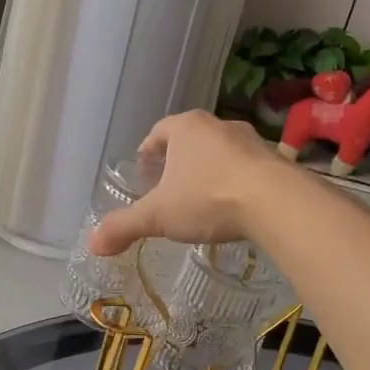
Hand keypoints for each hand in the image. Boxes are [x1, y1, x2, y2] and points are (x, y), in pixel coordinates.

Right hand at [87, 111, 283, 255]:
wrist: (277, 203)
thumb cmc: (208, 198)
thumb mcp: (158, 216)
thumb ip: (124, 226)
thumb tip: (92, 244)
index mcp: (185, 128)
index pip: (159, 131)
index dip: (149, 148)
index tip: (144, 165)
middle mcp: (218, 126)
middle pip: (191, 139)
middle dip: (179, 159)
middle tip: (169, 183)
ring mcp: (251, 141)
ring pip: (221, 152)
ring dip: (210, 169)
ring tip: (201, 196)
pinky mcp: (276, 161)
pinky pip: (247, 168)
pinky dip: (236, 182)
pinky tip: (233, 206)